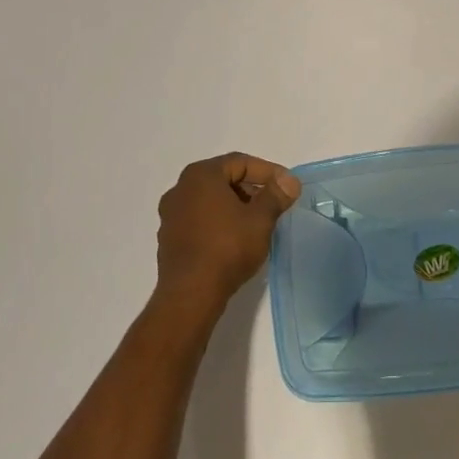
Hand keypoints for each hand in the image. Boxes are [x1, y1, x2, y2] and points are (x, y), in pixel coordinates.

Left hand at [154, 153, 300, 314]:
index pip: (240, 162)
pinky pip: (199, 221)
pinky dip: (218, 223)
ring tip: (256, 224)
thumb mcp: (260, 219)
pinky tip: (234, 241)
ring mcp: (171, 215)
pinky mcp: (169, 239)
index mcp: (200, 175)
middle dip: (251, 190)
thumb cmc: (227, 248)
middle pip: (223, 179)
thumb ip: (276, 195)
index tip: (286, 187)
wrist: (190, 296)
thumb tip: (290, 180)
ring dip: (234, 207)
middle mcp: (180, 188)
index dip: (267, 172)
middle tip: (273, 204)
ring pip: (210, 201)